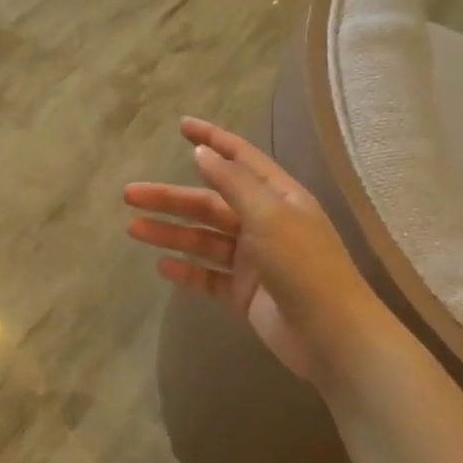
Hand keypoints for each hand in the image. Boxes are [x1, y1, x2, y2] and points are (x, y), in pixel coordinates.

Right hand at [124, 118, 391, 384]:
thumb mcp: (268, 215)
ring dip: (170, 233)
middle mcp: (264, 224)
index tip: (182, 126)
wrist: (331, 336)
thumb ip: (232, 183)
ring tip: (133, 229)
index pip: (240, 159)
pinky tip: (162, 266)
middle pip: (210, 203)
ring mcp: (253, 260)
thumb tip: (201, 153)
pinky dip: (186, 270)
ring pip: (203, 240)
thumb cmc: (304, 266)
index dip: (212, 140)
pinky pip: (208, 276)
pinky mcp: (244, 293)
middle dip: (171, 198)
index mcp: (278, 198)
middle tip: (131, 194)